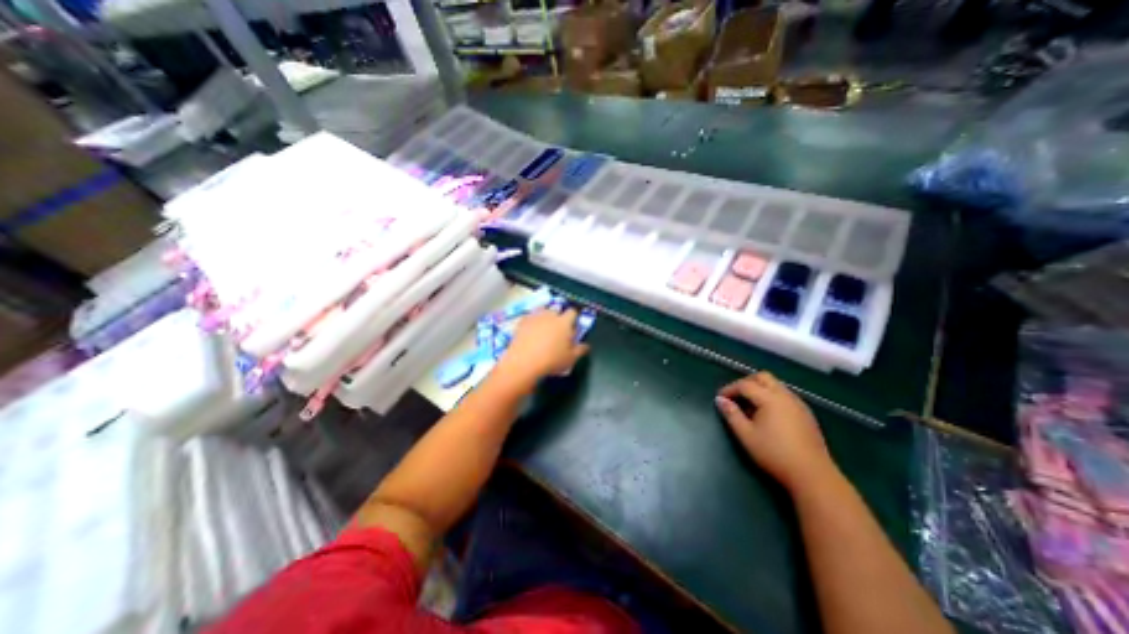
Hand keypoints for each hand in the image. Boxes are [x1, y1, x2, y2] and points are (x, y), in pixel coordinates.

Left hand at [495, 307, 591, 389]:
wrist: (524, 361)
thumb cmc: (551, 360)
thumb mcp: (570, 359)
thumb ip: (580, 350)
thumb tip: (586, 346)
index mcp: (564, 322)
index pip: (572, 312)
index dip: (573, 318)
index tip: (572, 327)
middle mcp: (550, 315)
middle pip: (556, 310)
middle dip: (558, 317)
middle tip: (557, 330)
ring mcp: (535, 317)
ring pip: (542, 310)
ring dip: (544, 316)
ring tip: (543, 328)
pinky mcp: (522, 321)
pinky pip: (529, 317)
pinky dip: (532, 321)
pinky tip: (530, 331)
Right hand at [713, 374, 835, 493]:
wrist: (813, 475)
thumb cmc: (774, 454)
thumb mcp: (746, 435)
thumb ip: (732, 414)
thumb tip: (720, 400)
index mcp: (770, 398)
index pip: (745, 385)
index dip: (730, 389)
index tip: (720, 398)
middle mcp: (785, 396)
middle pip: (763, 377)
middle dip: (746, 383)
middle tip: (735, 396)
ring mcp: (798, 404)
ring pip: (776, 385)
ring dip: (760, 389)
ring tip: (750, 406)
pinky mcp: (806, 414)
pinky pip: (785, 395)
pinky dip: (772, 397)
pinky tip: (767, 414)